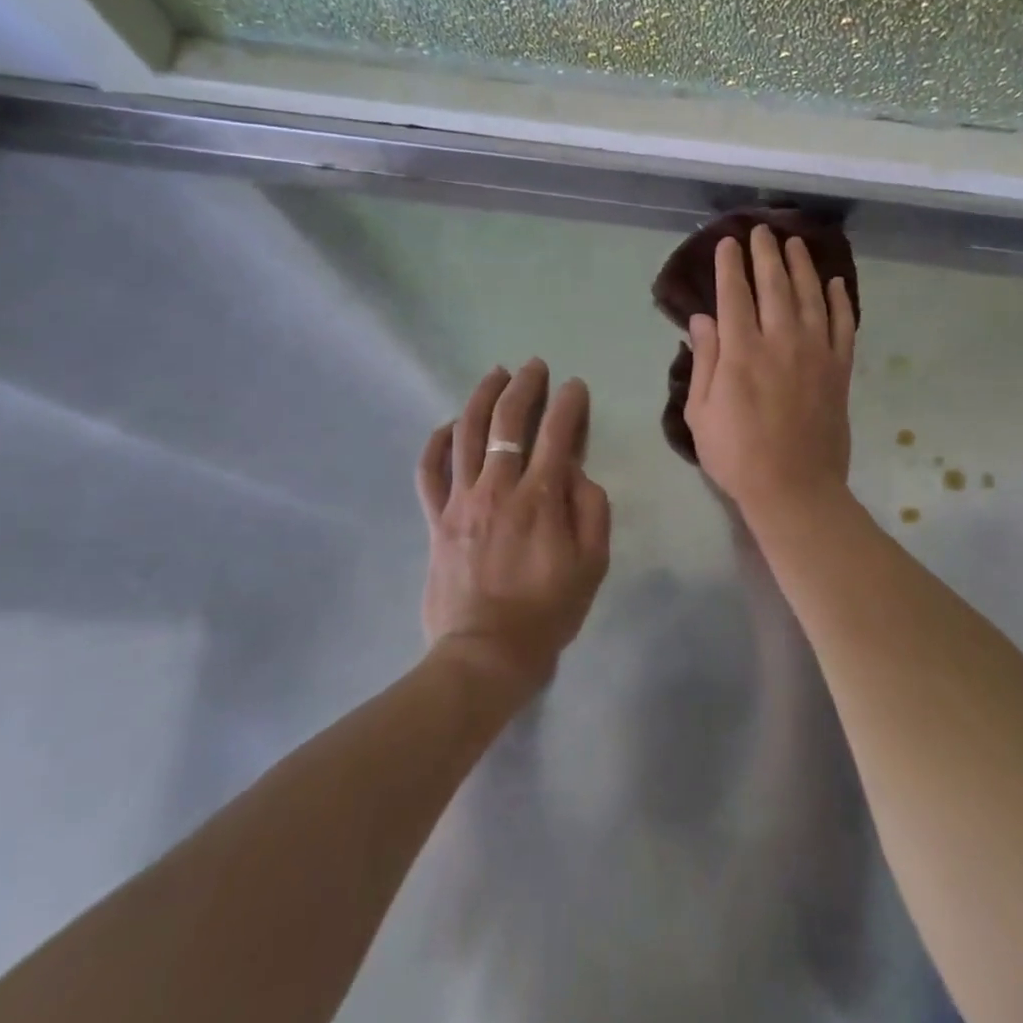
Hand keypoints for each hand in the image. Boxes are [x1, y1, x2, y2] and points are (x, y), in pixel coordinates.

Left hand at [417, 360, 610, 691]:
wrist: (485, 655)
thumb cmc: (547, 612)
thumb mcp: (592, 565)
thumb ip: (592, 510)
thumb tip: (577, 472)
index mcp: (541, 499)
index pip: (557, 433)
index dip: (568, 403)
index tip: (575, 386)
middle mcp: (498, 488)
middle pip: (507, 421)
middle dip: (524, 386)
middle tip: (534, 367)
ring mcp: (461, 501)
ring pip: (467, 433)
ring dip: (482, 397)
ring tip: (495, 375)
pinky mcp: (436, 519)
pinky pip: (429, 471)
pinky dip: (437, 441)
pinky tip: (449, 424)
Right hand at [684, 228, 856, 524]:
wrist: (794, 488)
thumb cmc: (737, 455)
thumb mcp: (701, 412)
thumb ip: (704, 360)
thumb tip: (702, 319)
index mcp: (741, 352)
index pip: (734, 294)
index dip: (730, 265)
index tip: (728, 242)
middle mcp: (780, 341)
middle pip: (774, 285)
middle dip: (766, 254)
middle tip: (762, 230)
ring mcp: (816, 353)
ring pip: (811, 296)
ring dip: (802, 266)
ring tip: (796, 243)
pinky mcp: (840, 370)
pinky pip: (843, 326)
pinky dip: (840, 301)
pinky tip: (836, 283)